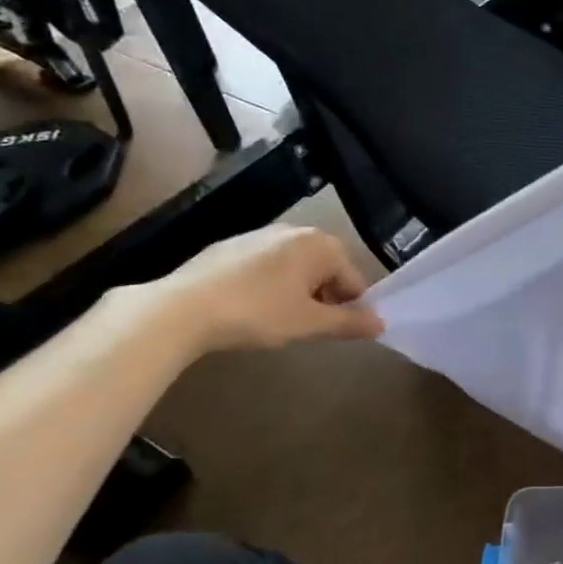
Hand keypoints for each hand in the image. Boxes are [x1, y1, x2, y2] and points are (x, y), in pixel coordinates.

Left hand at [140, 225, 383, 354]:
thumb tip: (381, 324)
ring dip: (298, 291)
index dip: (352, 308)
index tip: (337, 332)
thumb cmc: (258, 313)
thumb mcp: (309, 323)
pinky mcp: (229, 246)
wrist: (181, 308)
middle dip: (324, 297)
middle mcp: (295, 231)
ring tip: (279, 321)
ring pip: (295, 267)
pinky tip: (251, 309)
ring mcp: (259, 235)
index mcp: (321, 244)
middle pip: (326, 269)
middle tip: (309, 327)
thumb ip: (349, 323)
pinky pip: (266, 266)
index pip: (354, 279)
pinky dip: (269, 285)